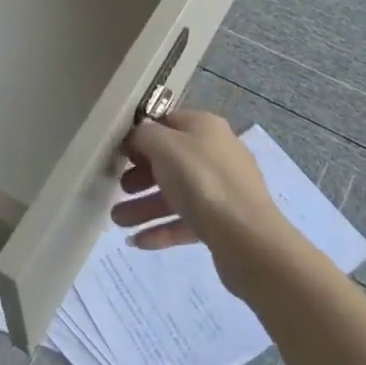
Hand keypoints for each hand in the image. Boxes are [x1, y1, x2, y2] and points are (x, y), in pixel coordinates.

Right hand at [112, 109, 290, 281]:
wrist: (248, 239)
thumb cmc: (202, 181)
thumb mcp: (164, 146)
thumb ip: (144, 135)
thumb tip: (138, 135)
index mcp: (205, 127)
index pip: (166, 122)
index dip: (141, 136)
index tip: (118, 153)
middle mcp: (216, 153)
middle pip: (170, 160)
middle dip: (139, 176)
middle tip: (118, 189)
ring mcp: (222, 189)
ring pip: (175, 193)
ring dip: (144, 206)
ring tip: (117, 222)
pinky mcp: (223, 222)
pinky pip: (186, 220)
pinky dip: (162, 228)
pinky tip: (138, 241)